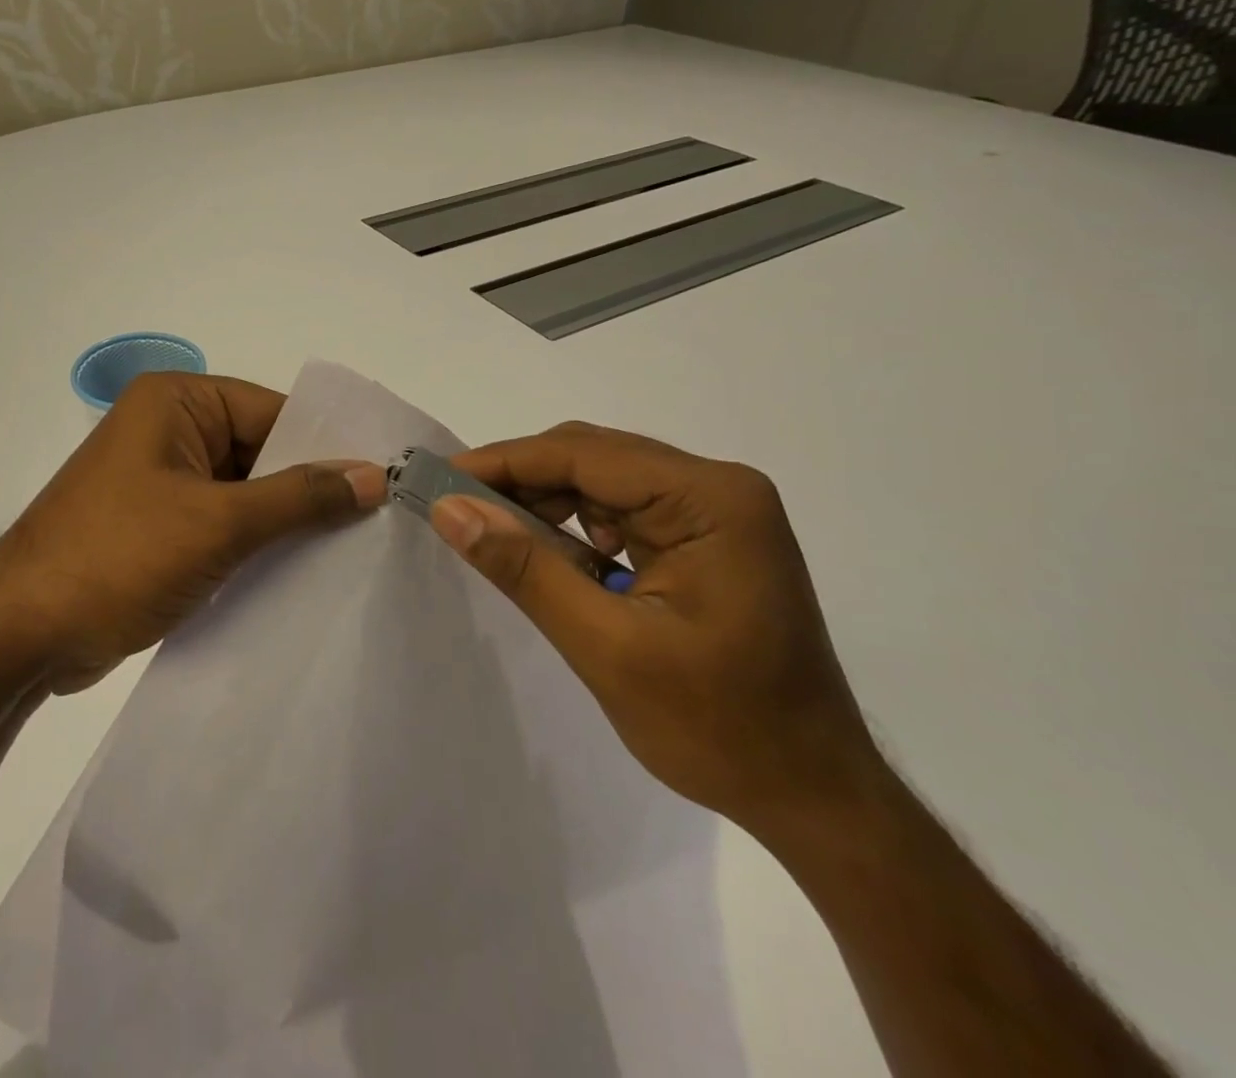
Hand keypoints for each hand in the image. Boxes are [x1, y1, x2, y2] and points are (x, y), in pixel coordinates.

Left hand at [0, 372, 385, 691]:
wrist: (20, 636)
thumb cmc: (118, 557)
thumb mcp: (218, 522)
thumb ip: (299, 497)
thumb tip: (373, 475)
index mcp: (177, 402)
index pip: (273, 412)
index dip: (327, 445)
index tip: (385, 481)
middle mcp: (169, 430)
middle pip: (260, 451)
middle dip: (309, 489)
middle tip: (379, 523)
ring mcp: (161, 480)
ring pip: (244, 492)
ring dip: (284, 523)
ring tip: (353, 553)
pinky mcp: (158, 526)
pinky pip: (222, 523)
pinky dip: (256, 545)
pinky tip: (301, 574)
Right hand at [433, 424, 883, 836]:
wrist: (813, 797)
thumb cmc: (719, 729)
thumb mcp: (607, 648)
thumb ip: (525, 569)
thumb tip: (449, 508)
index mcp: (711, 499)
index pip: (585, 454)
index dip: (504, 462)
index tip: (438, 478)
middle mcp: (718, 487)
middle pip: (595, 457)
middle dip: (521, 481)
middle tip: (456, 508)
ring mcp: (716, 511)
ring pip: (603, 480)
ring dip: (546, 503)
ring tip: (496, 535)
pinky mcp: (706, 537)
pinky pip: (622, 510)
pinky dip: (576, 528)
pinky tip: (553, 558)